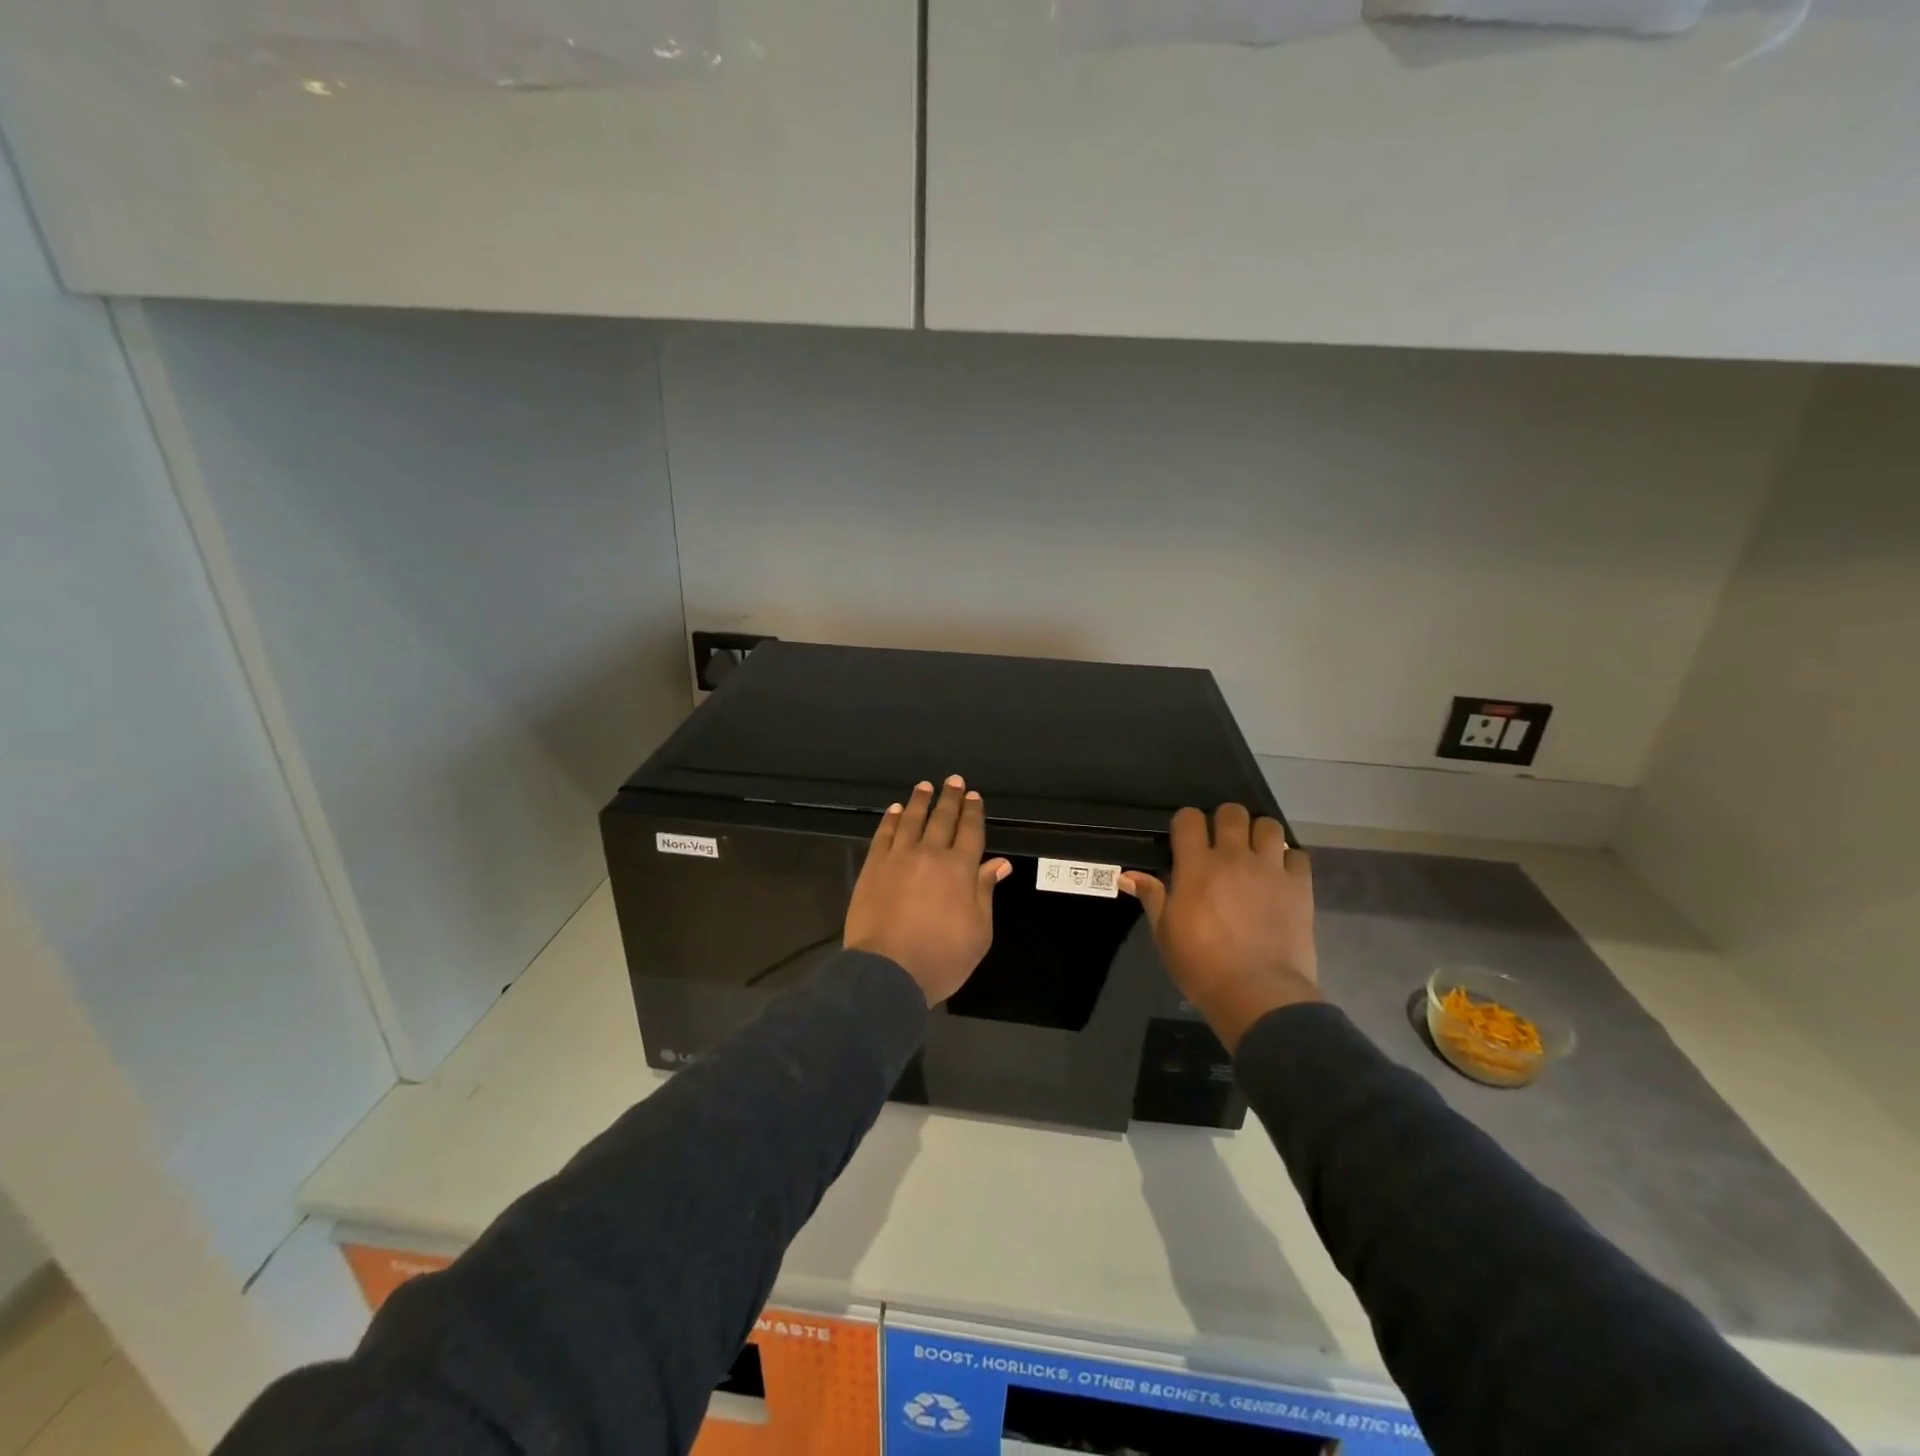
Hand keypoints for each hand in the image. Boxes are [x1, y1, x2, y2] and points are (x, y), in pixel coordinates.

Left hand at [845, 775, 1012, 1006]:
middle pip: (942, 820)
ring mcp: (898, 858)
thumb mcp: (979, 932)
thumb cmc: (941, 958)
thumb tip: (999, 863)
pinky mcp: (873, 867)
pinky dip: (890, 820)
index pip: (970, 832)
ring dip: (919, 801)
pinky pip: (883, 835)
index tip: (974, 796)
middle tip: (954, 781)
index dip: (973, 813)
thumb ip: (985, 892)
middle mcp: (930, 855)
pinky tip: (894, 811)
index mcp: (960, 870)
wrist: (887, 972)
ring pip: (911, 820)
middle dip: (950, 799)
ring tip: (925, 786)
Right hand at [1120, 804, 1321, 1052]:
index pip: (1189, 818)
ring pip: (1268, 826)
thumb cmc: (1201, 965)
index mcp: (1196, 866)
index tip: (1186, 840)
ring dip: (1259, 835)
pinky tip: (1281, 877)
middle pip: (1232, 812)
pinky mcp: (1299, 886)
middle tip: (1222, 845)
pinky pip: (1298, 855)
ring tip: (1255, 855)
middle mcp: (1233, 857)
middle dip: (1225, 822)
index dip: (1186, 823)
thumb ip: (1152, 897)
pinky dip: (1289, 861)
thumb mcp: (1166, 933)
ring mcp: (1270, 869)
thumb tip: (1127, 875)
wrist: (1258, 994)